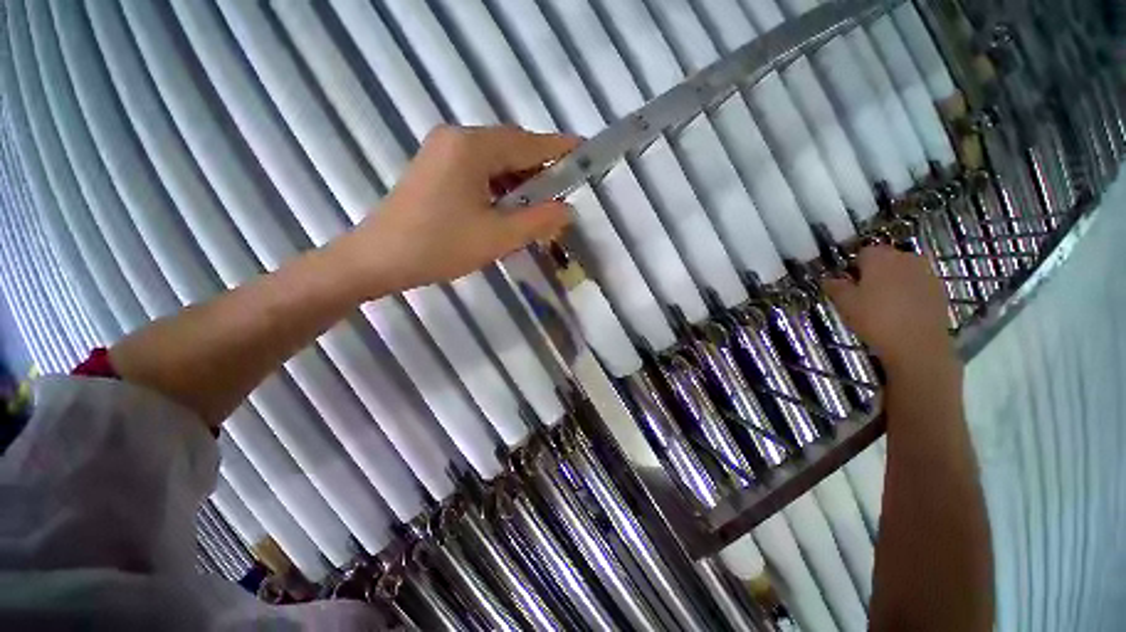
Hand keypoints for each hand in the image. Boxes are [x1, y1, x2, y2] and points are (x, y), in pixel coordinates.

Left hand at [336, 125, 578, 298]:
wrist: (378, 259)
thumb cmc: (439, 246)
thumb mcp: (497, 237)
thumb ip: (538, 221)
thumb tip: (567, 210)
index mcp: (472, 147)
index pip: (529, 143)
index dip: (561, 150)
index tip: (586, 153)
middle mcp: (457, 139)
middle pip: (512, 149)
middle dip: (540, 171)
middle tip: (562, 195)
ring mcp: (443, 153)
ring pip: (496, 162)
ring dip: (520, 183)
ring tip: (537, 209)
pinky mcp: (436, 169)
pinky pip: (479, 171)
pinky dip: (500, 188)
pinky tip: (508, 210)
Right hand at [822, 246, 954, 370]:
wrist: (917, 344)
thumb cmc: (875, 319)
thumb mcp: (844, 303)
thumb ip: (835, 286)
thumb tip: (829, 278)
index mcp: (880, 257)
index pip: (862, 252)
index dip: (852, 267)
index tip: (847, 284)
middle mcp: (905, 257)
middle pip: (885, 259)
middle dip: (874, 272)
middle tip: (862, 294)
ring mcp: (926, 272)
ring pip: (902, 271)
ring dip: (892, 282)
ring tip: (882, 304)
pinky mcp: (939, 289)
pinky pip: (917, 284)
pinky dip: (908, 292)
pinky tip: (900, 312)